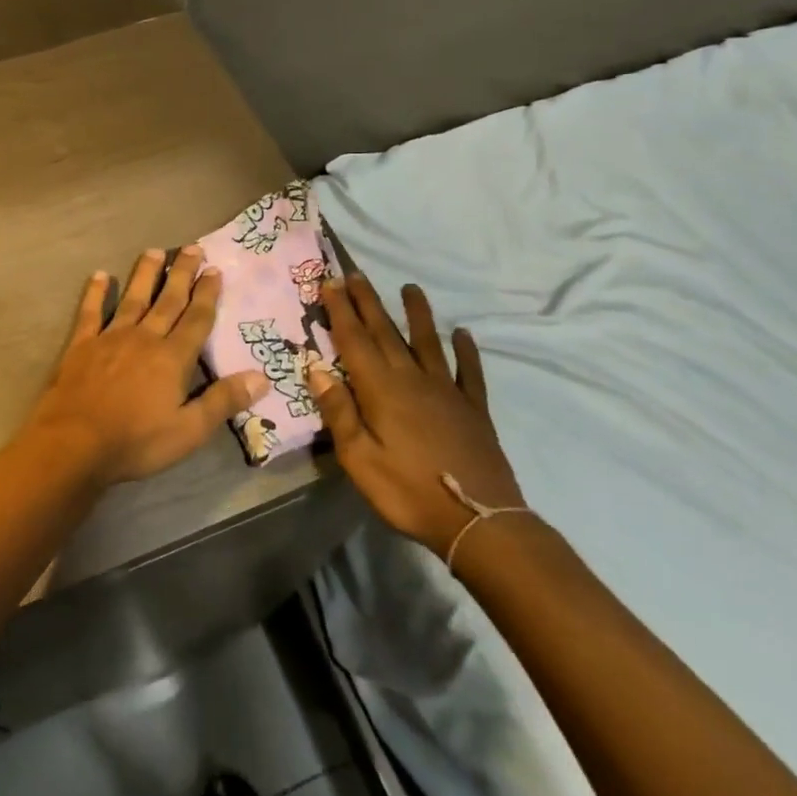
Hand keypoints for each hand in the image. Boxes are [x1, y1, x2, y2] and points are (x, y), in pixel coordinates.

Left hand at [26, 246, 271, 485]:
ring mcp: (110, 338)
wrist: (75, 443)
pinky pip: (90, 312)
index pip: (196, 319)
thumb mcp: (189, 431)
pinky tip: (100, 275)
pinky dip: (96, 293)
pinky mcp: (81, 345)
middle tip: (193, 248)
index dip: (207, 294)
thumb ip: (223, 401)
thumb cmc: (136, 442)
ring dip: (145, 274)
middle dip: (182, 274)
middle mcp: (144, 338)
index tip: (215, 270)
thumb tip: (261, 377)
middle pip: (168, 300)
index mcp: (172, 358)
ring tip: (154, 251)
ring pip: (132, 298)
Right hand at [307, 274, 525, 554]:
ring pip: (428, 343)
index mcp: (381, 390)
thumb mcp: (359, 460)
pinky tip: (464, 334)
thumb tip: (317, 370)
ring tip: (410, 288)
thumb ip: (339, 412)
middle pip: (386, 333)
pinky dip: (466, 351)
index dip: (341, 311)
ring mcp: (447, 392)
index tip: (329, 283)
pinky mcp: (472, 409)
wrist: (478, 521)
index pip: (355, 341)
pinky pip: (469, 372)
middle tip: (355, 274)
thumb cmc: (408, 492)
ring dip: (417, 314)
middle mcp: (413, 380)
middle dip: (368, 302)